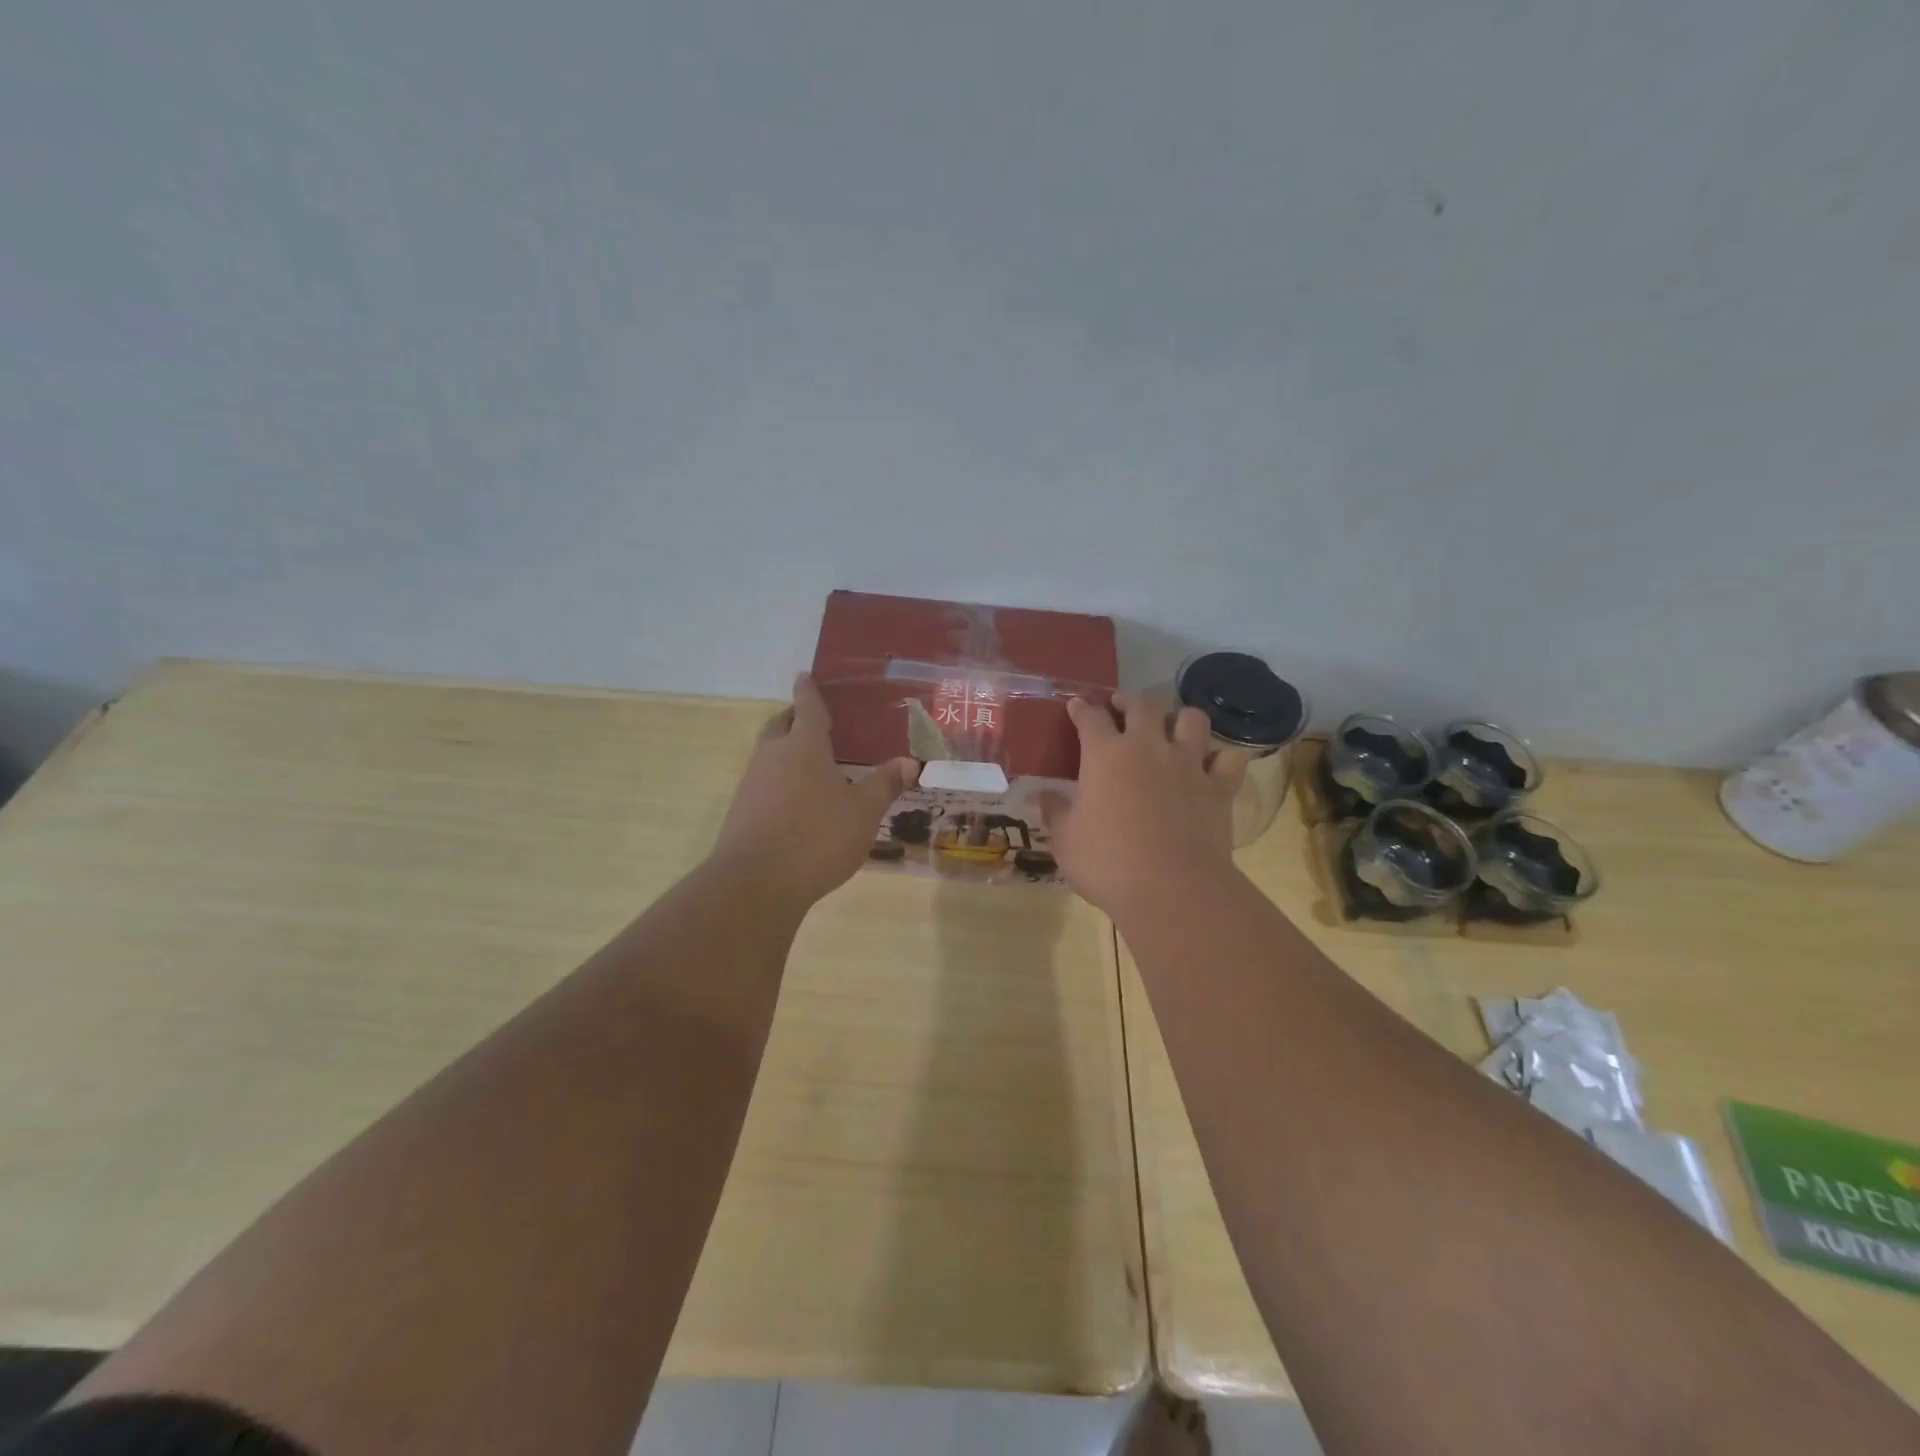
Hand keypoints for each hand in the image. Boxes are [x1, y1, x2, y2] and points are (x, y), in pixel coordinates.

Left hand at [710, 673, 918, 909]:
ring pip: (768, 754)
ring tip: (810, 762)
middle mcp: (773, 757)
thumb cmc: (817, 837)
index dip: (808, 690)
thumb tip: (909, 762)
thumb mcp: (863, 812)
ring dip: (784, 750)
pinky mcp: (741, 812)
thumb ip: (884, 785)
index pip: (807, 707)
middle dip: (793, 717)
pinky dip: (779, 780)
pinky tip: (796, 801)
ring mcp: (752, 784)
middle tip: (811, 719)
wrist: (756, 883)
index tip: (804, 675)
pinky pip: (763, 783)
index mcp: (804, 747)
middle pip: (780, 726)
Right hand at [1039, 693, 1243, 914]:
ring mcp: (1188, 764)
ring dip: (1180, 718)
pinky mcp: (1219, 787)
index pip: (1090, 718)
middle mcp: (1148, 747)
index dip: (1081, 708)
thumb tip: (1041, 797)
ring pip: (1191, 719)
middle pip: (1141, 705)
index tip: (1076, 705)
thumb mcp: (1065, 840)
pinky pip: (1229, 759)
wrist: (1171, 888)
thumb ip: (1055, 812)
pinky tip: (1213, 763)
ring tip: (1172, 726)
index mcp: (1105, 754)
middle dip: (1128, 700)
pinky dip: (1221, 757)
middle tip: (1121, 705)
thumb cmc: (1107, 862)